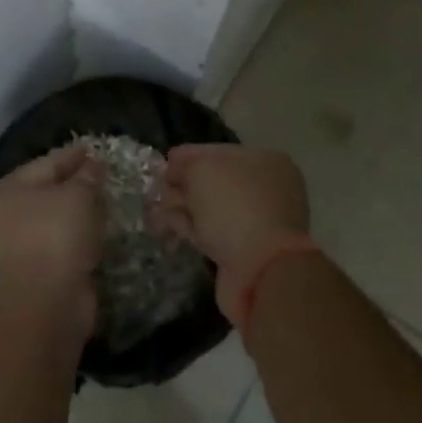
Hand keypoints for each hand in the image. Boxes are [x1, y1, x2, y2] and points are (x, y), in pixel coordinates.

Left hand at [0, 143, 104, 326]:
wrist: (46, 301)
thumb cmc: (56, 234)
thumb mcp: (78, 194)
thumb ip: (87, 175)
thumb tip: (93, 164)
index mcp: (10, 189)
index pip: (48, 162)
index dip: (74, 155)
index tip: (96, 150)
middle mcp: (7, 215)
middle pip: (48, 192)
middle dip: (76, 185)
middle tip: (103, 177)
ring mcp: (18, 247)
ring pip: (55, 221)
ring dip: (77, 214)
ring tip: (105, 205)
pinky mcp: (36, 273)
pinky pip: (62, 246)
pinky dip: (78, 240)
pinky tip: (98, 235)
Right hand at [157, 145, 309, 321]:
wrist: (261, 271)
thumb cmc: (235, 207)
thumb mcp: (203, 171)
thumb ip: (185, 166)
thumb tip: (175, 171)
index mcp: (265, 162)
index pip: (219, 152)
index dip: (189, 155)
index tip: (165, 160)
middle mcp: (266, 189)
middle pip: (215, 180)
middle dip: (184, 182)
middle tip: (157, 185)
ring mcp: (256, 222)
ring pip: (211, 207)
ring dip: (183, 204)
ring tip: (156, 205)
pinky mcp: (243, 251)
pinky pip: (211, 230)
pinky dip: (190, 226)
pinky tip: (168, 223)